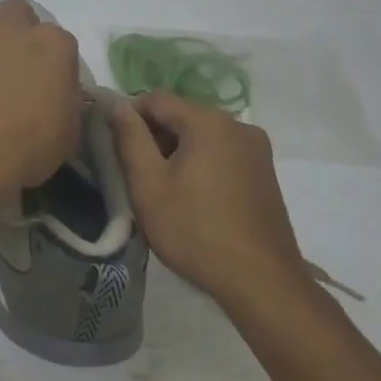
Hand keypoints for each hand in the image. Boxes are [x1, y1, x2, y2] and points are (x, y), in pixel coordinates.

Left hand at [0, 0, 82, 202]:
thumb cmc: (27, 146)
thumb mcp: (68, 132)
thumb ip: (67, 102)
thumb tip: (60, 95)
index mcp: (53, 45)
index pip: (62, 40)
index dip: (57, 62)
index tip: (52, 84)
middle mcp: (13, 30)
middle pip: (17, 9)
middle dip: (18, 28)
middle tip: (16, 61)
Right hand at [111, 92, 318, 319]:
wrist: (261, 281)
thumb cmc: (195, 230)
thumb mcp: (148, 184)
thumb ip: (129, 138)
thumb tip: (116, 104)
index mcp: (209, 121)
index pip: (156, 99)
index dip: (129, 117)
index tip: (116, 149)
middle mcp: (238, 125)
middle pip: (181, 115)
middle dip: (154, 136)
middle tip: (137, 174)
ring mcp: (257, 149)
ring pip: (202, 135)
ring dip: (177, 152)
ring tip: (164, 190)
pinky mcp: (265, 172)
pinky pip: (221, 153)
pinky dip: (200, 163)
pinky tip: (193, 198)